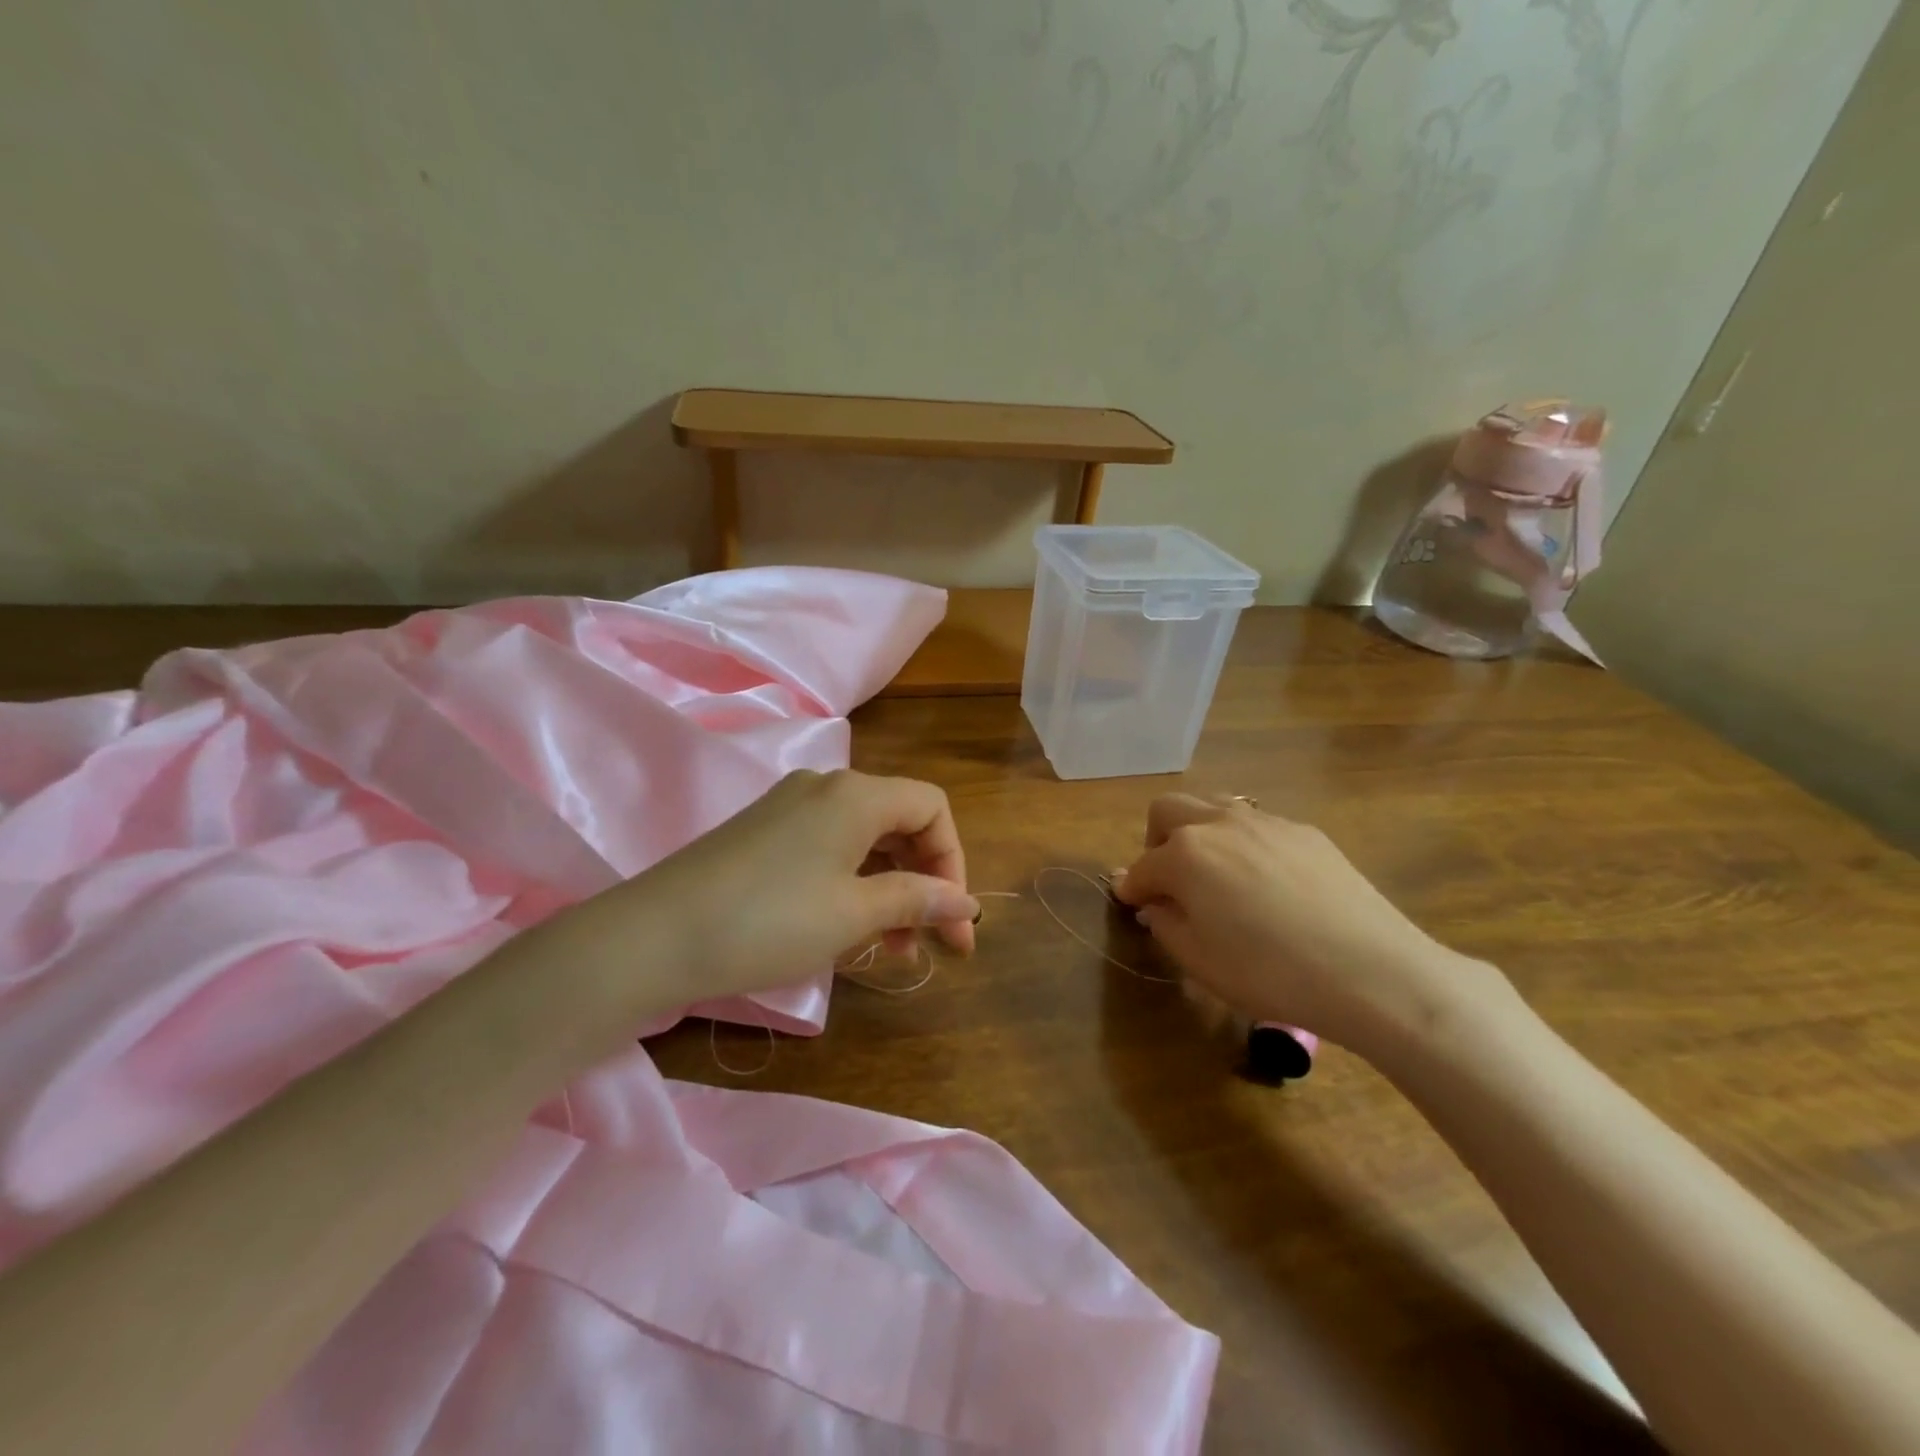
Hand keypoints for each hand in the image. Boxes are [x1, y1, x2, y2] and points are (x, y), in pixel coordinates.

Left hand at [571, 770, 978, 1016]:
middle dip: (925, 880)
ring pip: (864, 839)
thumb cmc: (768, 921)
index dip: (953, 861)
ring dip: (890, 888)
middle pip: (900, 822)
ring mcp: (789, 807)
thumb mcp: (853, 914)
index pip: (932, 809)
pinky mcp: (763, 832)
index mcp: (856, 794)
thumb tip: (965, 903)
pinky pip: (829, 847)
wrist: (652, 937)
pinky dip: (853, 883)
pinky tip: (847, 927)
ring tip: (892, 948)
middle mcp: (826, 787)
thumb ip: (916, 900)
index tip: (954, 921)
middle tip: (932, 943)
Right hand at [1112, 795, 1511, 1064]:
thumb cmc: (1270, 973)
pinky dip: (1242, 844)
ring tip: (1216, 876)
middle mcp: (1220, 823)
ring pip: (1213, 806)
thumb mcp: (1199, 960)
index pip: (1142, 867)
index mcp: (1186, 854)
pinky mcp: (1306, 832)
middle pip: (1168, 810)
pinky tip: (1267, 884)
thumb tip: (1155, 902)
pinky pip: (1257, 825)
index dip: (1131, 889)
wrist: (1373, 972)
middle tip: (1170, 882)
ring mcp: (1266, 822)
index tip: (1132, 906)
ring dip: (1198, 833)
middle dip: (1156, 841)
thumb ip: (1165, 922)